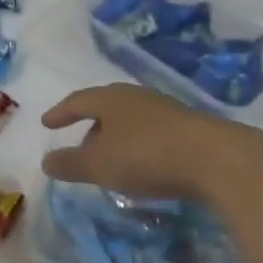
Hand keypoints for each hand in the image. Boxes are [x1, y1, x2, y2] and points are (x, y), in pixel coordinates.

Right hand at [39, 83, 262, 202]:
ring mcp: (164, 109)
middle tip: (80, 144)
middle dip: (90, 125)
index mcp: (110, 99)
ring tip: (111, 158)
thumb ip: (71, 163)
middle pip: (106, 107)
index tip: (47, 122)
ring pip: (130, 119)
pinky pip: (151, 131)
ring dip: (116, 136)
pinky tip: (143, 163)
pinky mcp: (188, 126)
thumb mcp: (101, 165)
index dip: (61, 113)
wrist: (215, 158)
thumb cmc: (147, 155)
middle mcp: (136, 96)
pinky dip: (138, 144)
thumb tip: (46, 160)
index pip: (78, 101)